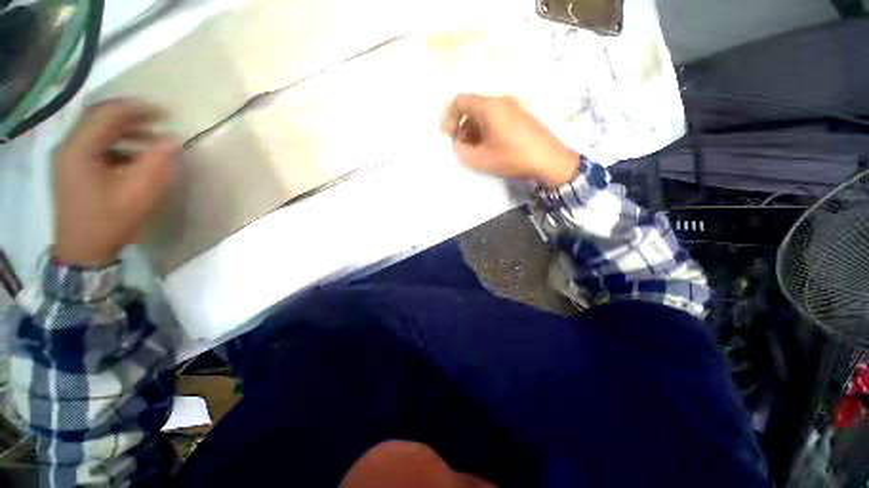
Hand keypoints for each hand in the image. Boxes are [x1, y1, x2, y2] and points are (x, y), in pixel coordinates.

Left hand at [53, 99, 179, 266]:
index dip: (136, 108)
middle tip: (158, 120)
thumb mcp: (138, 194)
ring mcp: (68, 158)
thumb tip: (174, 141)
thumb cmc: (109, 222)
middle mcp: (68, 147)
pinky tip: (134, 155)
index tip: (164, 113)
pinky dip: (116, 143)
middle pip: (98, 118)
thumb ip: (157, 164)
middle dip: (130, 115)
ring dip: (124, 129)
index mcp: (79, 150)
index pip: (106, 114)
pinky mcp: (72, 169)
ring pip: (96, 130)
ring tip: (151, 138)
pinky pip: (94, 145)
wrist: (82, 251)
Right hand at [441, 94, 577, 187]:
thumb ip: (462, 152)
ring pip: (483, 114)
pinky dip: (486, 131)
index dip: (449, 117)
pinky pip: (495, 118)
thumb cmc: (513, 157)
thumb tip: (457, 145)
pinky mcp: (519, 116)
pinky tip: (489, 148)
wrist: (549, 160)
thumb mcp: (482, 159)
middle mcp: (500, 101)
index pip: (460, 101)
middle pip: (472, 108)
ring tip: (475, 152)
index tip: (447, 136)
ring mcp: (512, 107)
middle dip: (461, 128)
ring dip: (473, 131)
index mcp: (489, 107)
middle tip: (461, 148)